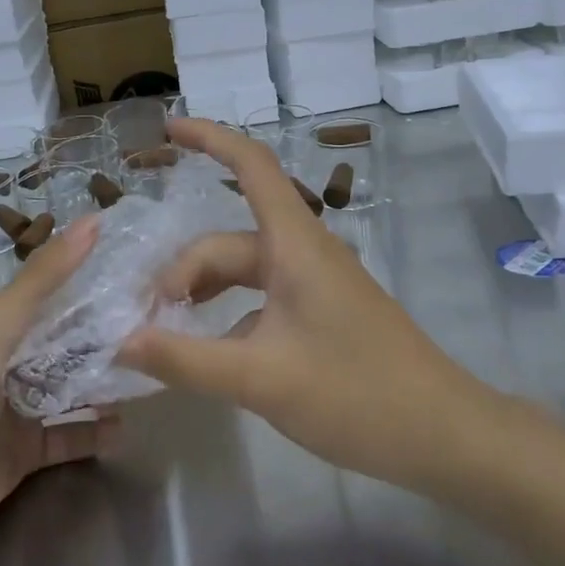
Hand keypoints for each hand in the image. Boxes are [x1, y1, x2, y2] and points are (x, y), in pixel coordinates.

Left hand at [0, 214, 116, 556]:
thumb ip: (44, 278)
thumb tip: (94, 220)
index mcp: (0, 327)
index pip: (54, 292)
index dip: (91, 276)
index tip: (141, 266)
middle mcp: (10, 363)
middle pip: (66, 341)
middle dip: (105, 332)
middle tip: (159, 322)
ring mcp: (17, 410)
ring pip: (70, 388)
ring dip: (103, 381)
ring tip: (149, 370)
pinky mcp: (23, 454)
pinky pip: (68, 437)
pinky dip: (94, 433)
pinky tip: (126, 427)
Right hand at [119, 117, 474, 488]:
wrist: (443, 435)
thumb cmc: (356, 395)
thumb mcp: (261, 379)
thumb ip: (186, 359)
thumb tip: (121, 341)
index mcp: (295, 245)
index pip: (251, 166)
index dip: (209, 138)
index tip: (166, 130)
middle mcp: (303, 253)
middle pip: (228, 240)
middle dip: (183, 270)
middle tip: (146, 320)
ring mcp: (314, 284)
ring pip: (244, 270)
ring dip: (204, 291)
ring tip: (167, 329)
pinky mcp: (321, 313)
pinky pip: (261, 299)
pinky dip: (228, 316)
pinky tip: (208, 352)